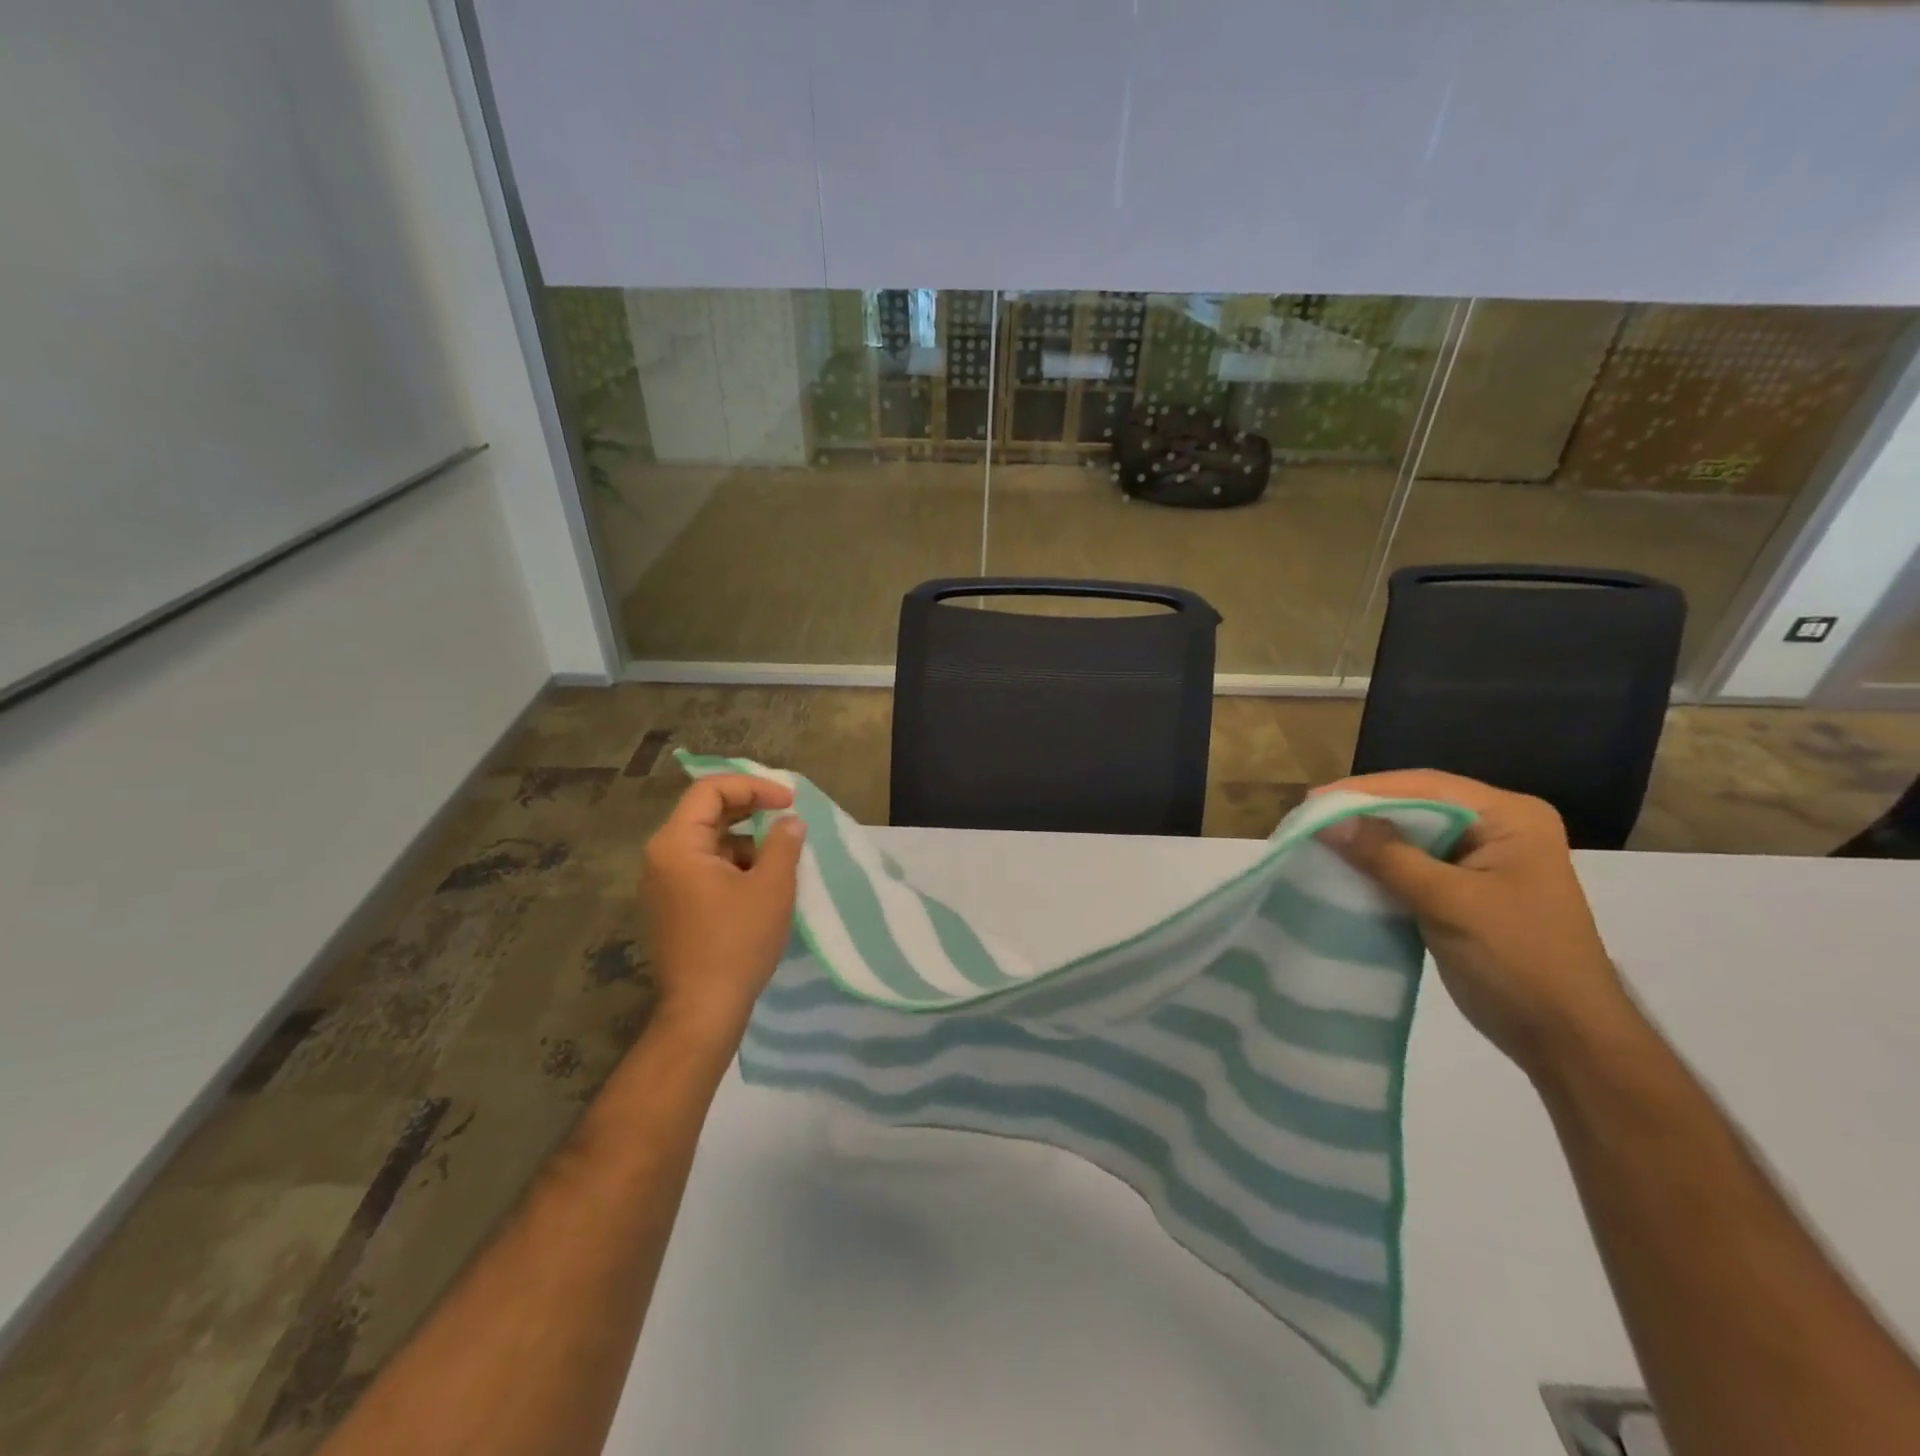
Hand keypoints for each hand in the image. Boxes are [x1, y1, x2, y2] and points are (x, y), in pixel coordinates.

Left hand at [641, 776, 806, 1041]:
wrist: (704, 1010)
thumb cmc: (737, 942)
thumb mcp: (771, 886)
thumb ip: (783, 843)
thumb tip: (789, 821)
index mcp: (677, 844)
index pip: (711, 790)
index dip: (753, 786)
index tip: (789, 801)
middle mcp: (661, 857)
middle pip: (706, 813)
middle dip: (751, 810)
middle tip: (788, 816)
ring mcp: (664, 884)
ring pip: (708, 842)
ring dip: (745, 840)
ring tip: (782, 856)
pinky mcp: (673, 907)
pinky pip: (704, 868)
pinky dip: (734, 864)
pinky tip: (763, 883)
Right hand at [1314, 770, 1631, 1078]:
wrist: (1563, 1038)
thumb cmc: (1517, 959)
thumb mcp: (1449, 901)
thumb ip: (1387, 856)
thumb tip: (1326, 820)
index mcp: (1510, 818)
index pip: (1427, 787)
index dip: (1366, 790)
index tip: (1313, 801)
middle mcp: (1497, 829)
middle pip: (1416, 806)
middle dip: (1362, 812)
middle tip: (1308, 817)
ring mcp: (1480, 861)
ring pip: (1410, 836)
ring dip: (1366, 839)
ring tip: (1316, 838)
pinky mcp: (1463, 891)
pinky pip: (1411, 865)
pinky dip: (1377, 866)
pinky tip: (1343, 867)